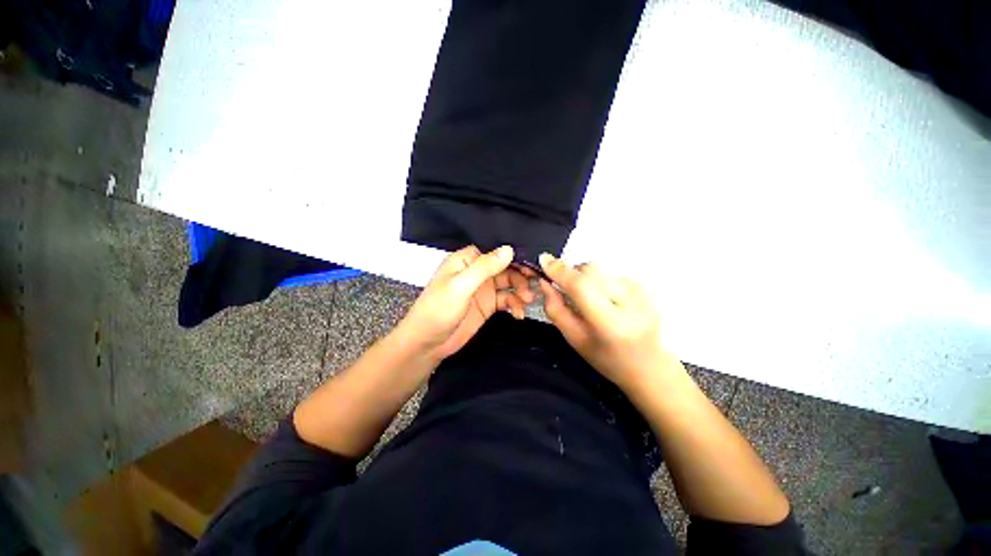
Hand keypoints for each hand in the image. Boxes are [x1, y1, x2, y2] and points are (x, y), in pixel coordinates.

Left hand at [396, 245, 534, 362]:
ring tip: (527, 300)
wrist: (428, 344)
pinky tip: (519, 314)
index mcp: (467, 260)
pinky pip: (507, 300)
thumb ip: (485, 267)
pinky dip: (515, 305)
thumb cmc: (438, 310)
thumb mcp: (461, 286)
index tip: (533, 261)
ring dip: (521, 290)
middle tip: (535, 283)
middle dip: (521, 274)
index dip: (514, 254)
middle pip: (506, 266)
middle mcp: (477, 271)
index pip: (495, 250)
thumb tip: (509, 249)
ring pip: (509, 283)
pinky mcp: (488, 305)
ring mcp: (484, 289)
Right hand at [538, 253, 679, 392]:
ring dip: (587, 279)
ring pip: (600, 269)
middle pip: (591, 270)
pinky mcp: (646, 286)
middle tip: (570, 293)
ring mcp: (642, 292)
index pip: (582, 287)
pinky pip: (611, 273)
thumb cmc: (605, 356)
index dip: (561, 271)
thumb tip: (545, 281)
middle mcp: (631, 303)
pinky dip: (601, 282)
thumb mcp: (573, 338)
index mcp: (610, 324)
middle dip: (573, 275)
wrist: (647, 365)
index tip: (544, 260)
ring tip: (592, 301)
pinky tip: (608, 301)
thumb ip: (555, 309)